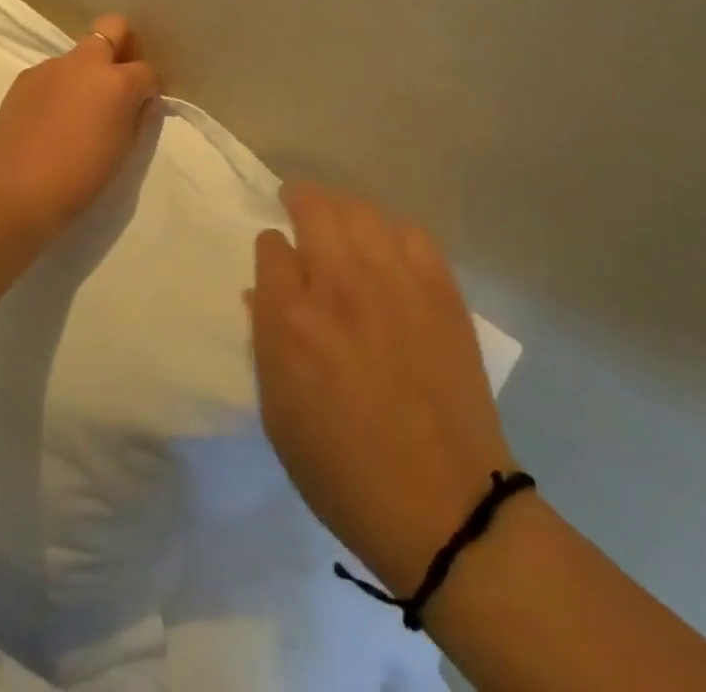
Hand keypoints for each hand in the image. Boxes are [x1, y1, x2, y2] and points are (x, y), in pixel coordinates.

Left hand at [0, 14, 160, 233]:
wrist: (15, 193)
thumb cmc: (80, 178)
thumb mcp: (123, 151)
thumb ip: (138, 117)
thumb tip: (142, 100)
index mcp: (116, 81)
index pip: (146, 70)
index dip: (150, 87)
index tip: (143, 105)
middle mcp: (84, 63)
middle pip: (113, 27)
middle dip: (124, 45)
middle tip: (120, 79)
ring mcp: (51, 67)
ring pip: (79, 54)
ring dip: (88, 71)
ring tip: (79, 110)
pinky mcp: (24, 79)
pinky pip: (53, 73)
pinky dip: (61, 87)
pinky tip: (52, 119)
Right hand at [249, 183, 514, 597]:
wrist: (445, 507)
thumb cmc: (344, 470)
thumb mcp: (279, 415)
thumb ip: (266, 342)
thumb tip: (261, 293)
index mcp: (291, 321)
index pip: (270, 247)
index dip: (270, 247)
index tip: (275, 257)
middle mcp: (340, 286)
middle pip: (315, 209)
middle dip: (299, 198)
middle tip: (296, 201)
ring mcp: (395, 283)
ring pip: (361, 211)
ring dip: (342, 206)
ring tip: (338, 215)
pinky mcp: (440, 291)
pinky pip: (412, 233)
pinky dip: (392, 229)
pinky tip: (387, 243)